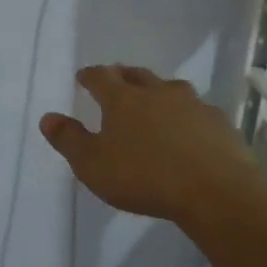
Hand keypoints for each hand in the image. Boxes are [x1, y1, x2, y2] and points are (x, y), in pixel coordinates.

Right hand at [40, 65, 265, 225]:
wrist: (214, 191)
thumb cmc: (144, 178)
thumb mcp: (93, 165)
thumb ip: (69, 140)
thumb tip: (48, 117)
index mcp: (123, 100)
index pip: (101, 78)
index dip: (90, 76)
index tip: (83, 76)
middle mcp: (157, 93)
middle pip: (136, 75)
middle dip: (123, 75)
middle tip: (116, 78)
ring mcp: (192, 104)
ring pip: (170, 88)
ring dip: (158, 90)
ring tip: (154, 100)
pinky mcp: (218, 122)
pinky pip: (198, 110)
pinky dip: (187, 114)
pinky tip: (189, 128)